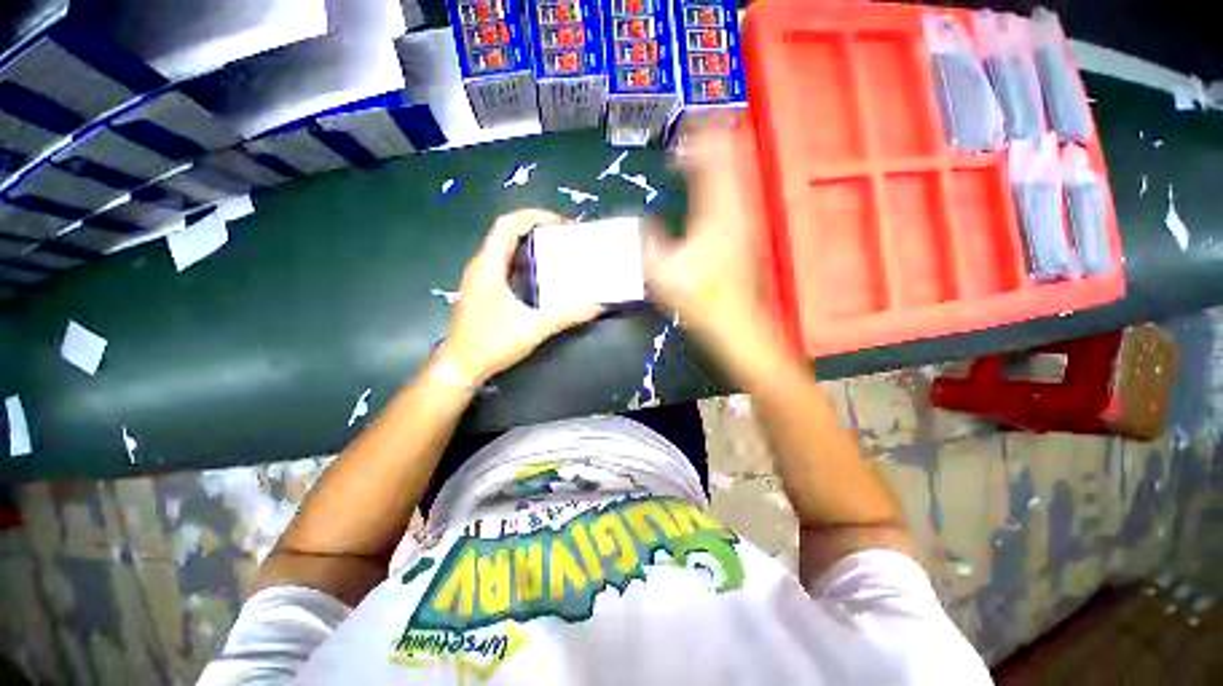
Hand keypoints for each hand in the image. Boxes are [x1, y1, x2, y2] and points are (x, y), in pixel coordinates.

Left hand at [439, 209, 602, 384]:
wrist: (460, 367)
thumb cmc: (491, 343)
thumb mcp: (533, 328)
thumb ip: (566, 315)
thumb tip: (597, 304)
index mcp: (488, 266)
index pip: (507, 225)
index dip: (534, 217)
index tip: (561, 223)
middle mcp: (481, 267)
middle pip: (506, 234)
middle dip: (536, 229)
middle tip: (565, 238)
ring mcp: (479, 280)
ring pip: (504, 250)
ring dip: (530, 245)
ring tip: (557, 253)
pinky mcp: (482, 292)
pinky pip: (504, 266)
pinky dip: (523, 262)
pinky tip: (540, 278)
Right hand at [644, 118, 784, 356]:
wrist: (735, 321)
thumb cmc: (699, 298)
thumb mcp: (662, 273)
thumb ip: (647, 243)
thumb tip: (640, 221)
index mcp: (714, 214)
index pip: (709, 164)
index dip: (697, 143)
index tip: (682, 133)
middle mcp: (735, 210)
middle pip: (731, 160)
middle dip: (717, 137)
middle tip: (703, 120)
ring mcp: (746, 221)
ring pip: (740, 174)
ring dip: (726, 154)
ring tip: (713, 138)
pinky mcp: (748, 233)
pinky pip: (741, 192)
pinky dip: (730, 177)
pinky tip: (722, 179)